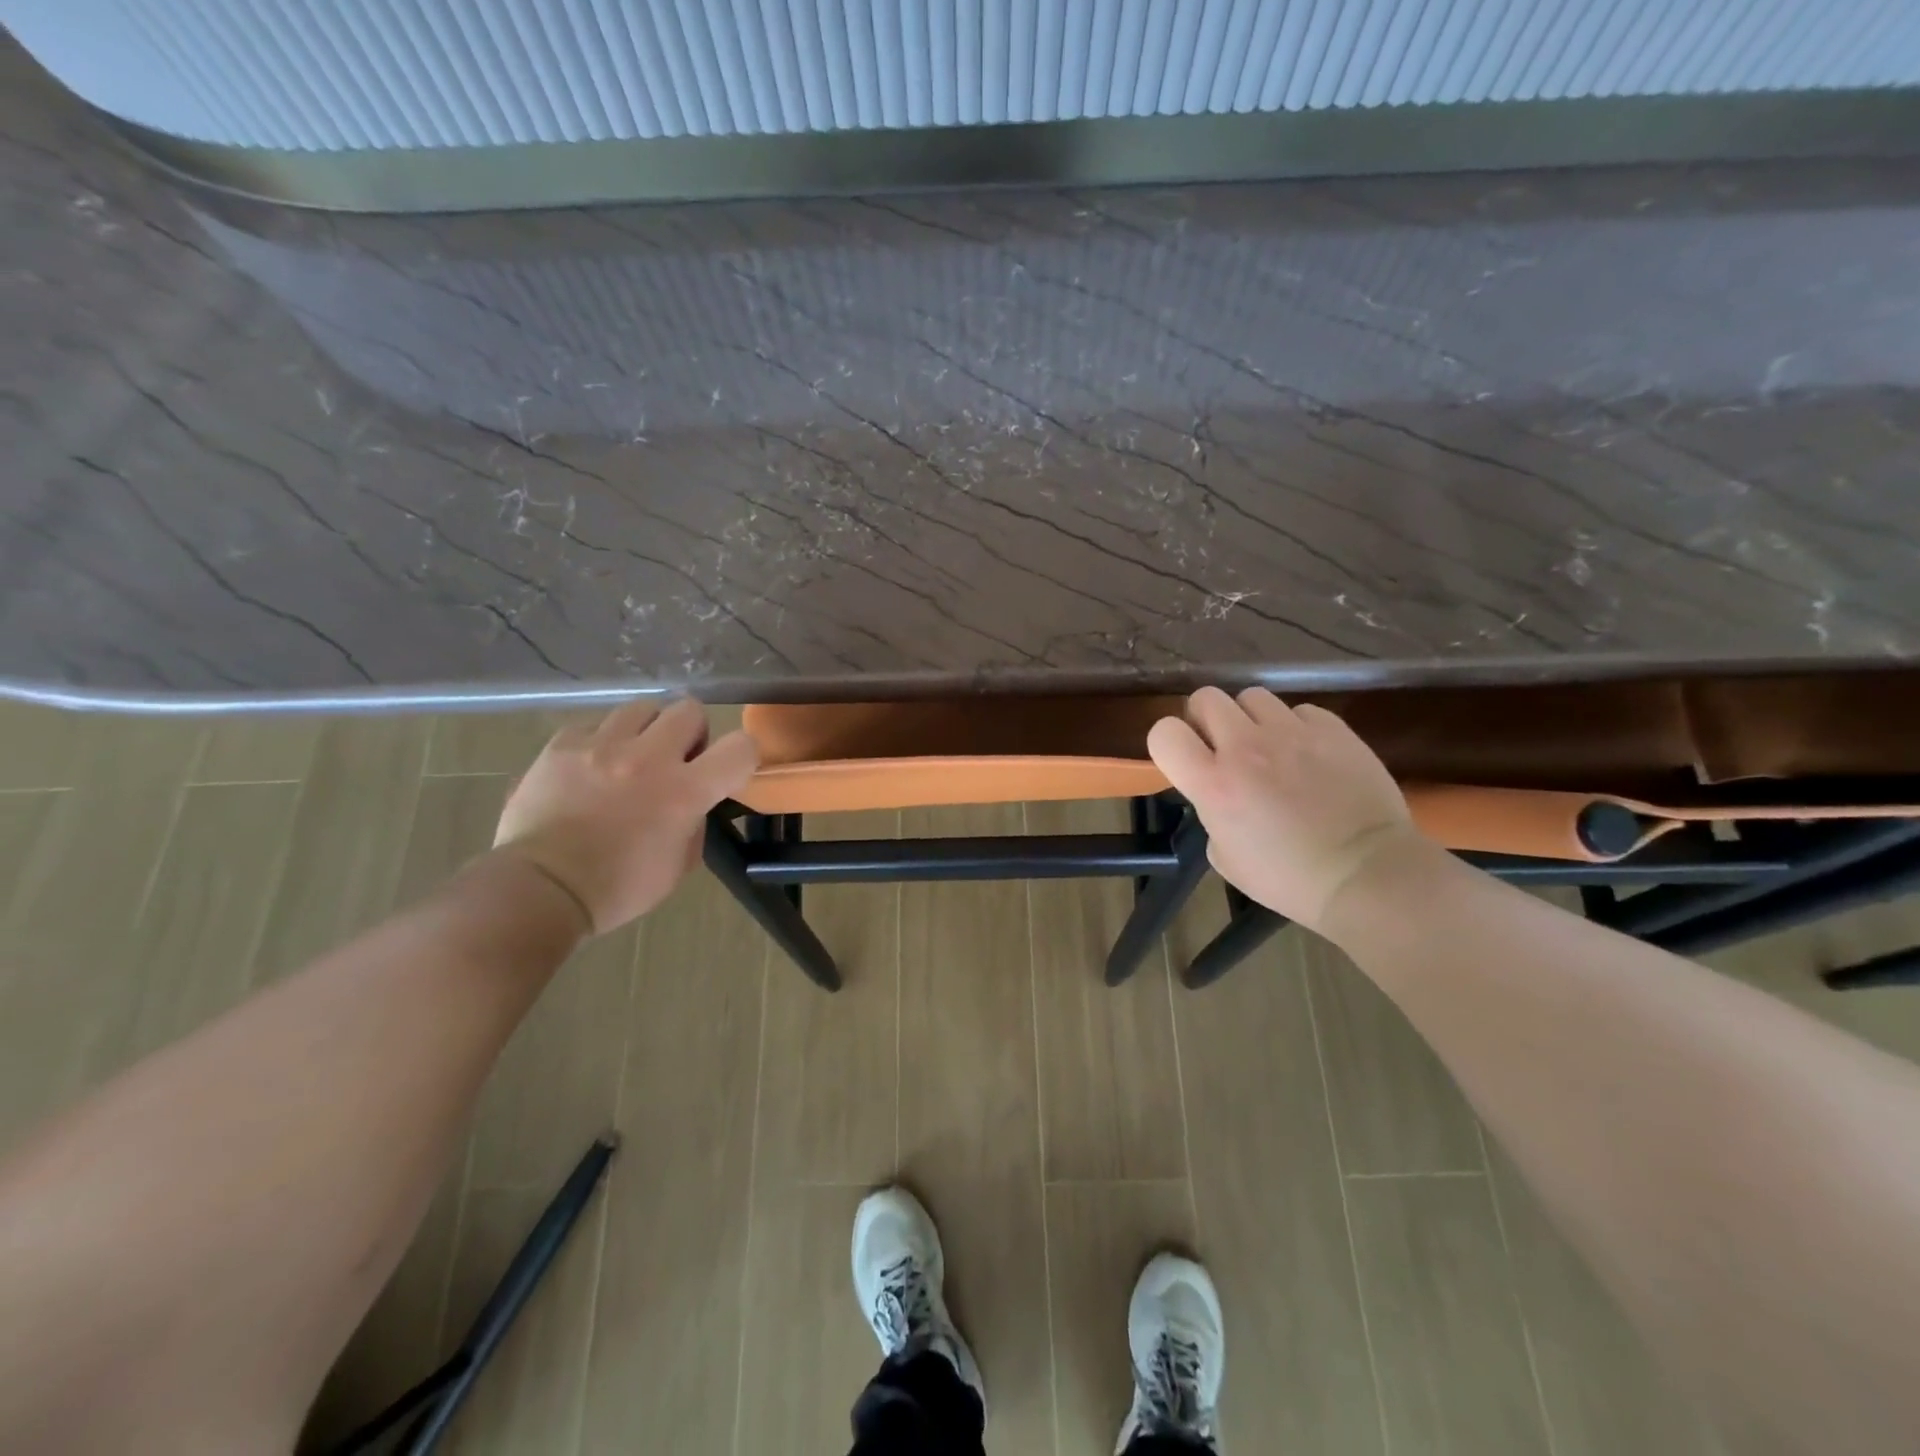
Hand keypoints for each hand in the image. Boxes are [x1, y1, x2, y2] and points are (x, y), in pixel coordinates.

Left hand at [493, 698, 757, 934]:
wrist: (540, 890)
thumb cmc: (618, 888)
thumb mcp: (679, 864)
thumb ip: (695, 821)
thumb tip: (693, 801)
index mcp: (685, 791)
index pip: (740, 746)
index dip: (742, 754)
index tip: (726, 771)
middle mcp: (648, 757)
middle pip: (690, 710)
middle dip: (690, 734)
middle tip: (675, 761)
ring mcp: (602, 746)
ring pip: (642, 708)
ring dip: (647, 731)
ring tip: (631, 758)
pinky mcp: (562, 745)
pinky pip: (594, 724)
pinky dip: (601, 741)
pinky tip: (591, 767)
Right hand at [1147, 686, 1423, 932]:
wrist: (1367, 874)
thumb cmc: (1289, 879)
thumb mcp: (1225, 857)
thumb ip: (1212, 813)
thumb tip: (1222, 794)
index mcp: (1213, 784)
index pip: (1164, 733)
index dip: (1168, 742)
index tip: (1184, 759)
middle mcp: (1246, 747)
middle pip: (1206, 697)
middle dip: (1206, 719)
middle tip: (1222, 746)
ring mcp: (1292, 733)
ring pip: (1252, 696)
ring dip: (1251, 719)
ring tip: (1269, 747)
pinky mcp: (1333, 729)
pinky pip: (1300, 711)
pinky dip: (1297, 727)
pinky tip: (1309, 755)